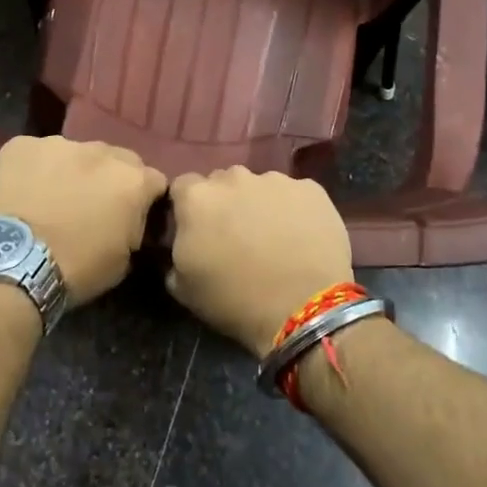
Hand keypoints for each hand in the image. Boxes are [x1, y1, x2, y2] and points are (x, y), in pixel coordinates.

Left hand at [0, 137, 166, 303]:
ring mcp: (58, 143)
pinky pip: (35, 154)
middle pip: (115, 160)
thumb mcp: (123, 261)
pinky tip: (22, 194)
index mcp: (132, 180)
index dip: (143, 200)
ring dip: (70, 172)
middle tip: (90, 207)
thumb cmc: (75, 269)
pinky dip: (34, 170)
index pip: (153, 181)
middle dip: (108, 179)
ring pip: (74, 154)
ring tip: (51, 200)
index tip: (130, 217)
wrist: (11, 265)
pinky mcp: (21, 144)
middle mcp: (100, 151)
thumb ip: (135, 228)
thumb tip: (130, 221)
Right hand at [167, 168, 353, 358]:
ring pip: (259, 186)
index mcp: (197, 197)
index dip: (188, 208)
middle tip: (235, 236)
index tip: (197, 231)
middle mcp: (234, 177)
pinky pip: (294, 194)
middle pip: (222, 182)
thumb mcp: (183, 287)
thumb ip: (175, 252)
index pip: (182, 187)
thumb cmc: (236, 300)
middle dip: (225, 203)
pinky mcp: (311, 190)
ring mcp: (276, 180)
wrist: (305, 308)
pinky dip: (293, 210)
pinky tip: (301, 237)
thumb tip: (183, 242)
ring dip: (259, 204)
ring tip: (272, 238)